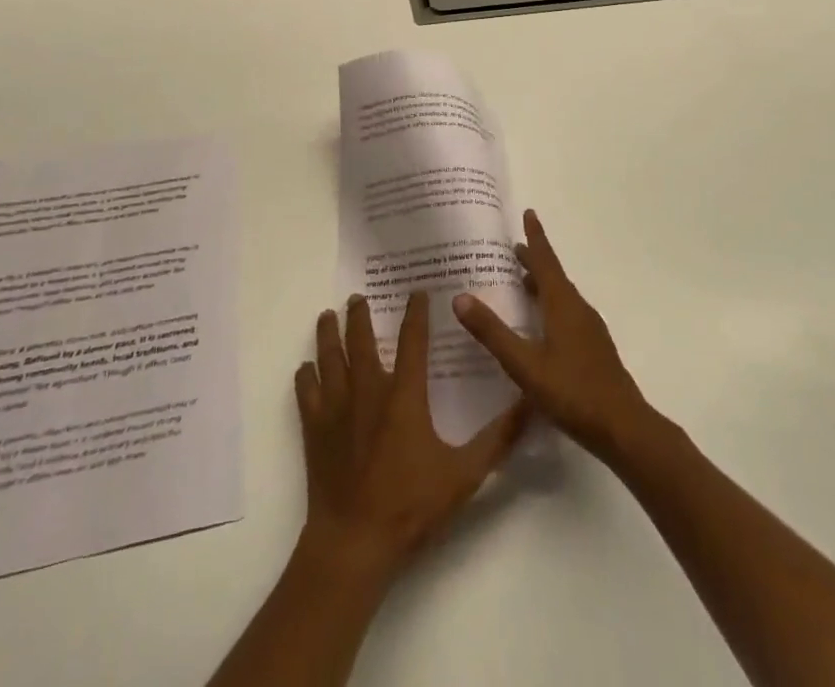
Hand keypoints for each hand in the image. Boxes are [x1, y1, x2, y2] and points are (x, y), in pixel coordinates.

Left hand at [295, 291, 526, 581]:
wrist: (353, 543)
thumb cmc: (409, 506)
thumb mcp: (463, 475)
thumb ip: (497, 440)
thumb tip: (529, 405)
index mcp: (403, 395)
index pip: (412, 341)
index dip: (415, 313)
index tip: (416, 291)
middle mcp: (368, 391)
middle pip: (360, 340)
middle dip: (360, 315)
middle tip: (358, 296)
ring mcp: (337, 408)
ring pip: (329, 358)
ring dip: (328, 334)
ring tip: (327, 316)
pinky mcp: (315, 429)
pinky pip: (306, 392)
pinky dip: (306, 376)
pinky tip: (306, 368)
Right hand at [454, 209, 652, 459]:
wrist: (625, 429)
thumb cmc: (573, 392)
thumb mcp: (525, 365)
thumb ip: (493, 333)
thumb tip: (461, 297)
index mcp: (563, 305)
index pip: (546, 261)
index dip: (535, 237)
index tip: (529, 213)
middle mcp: (578, 310)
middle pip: (554, 276)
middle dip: (534, 260)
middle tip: (513, 248)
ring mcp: (589, 330)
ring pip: (562, 296)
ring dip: (542, 284)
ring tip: (522, 282)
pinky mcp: (594, 349)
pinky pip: (567, 313)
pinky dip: (550, 305)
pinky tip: (541, 325)